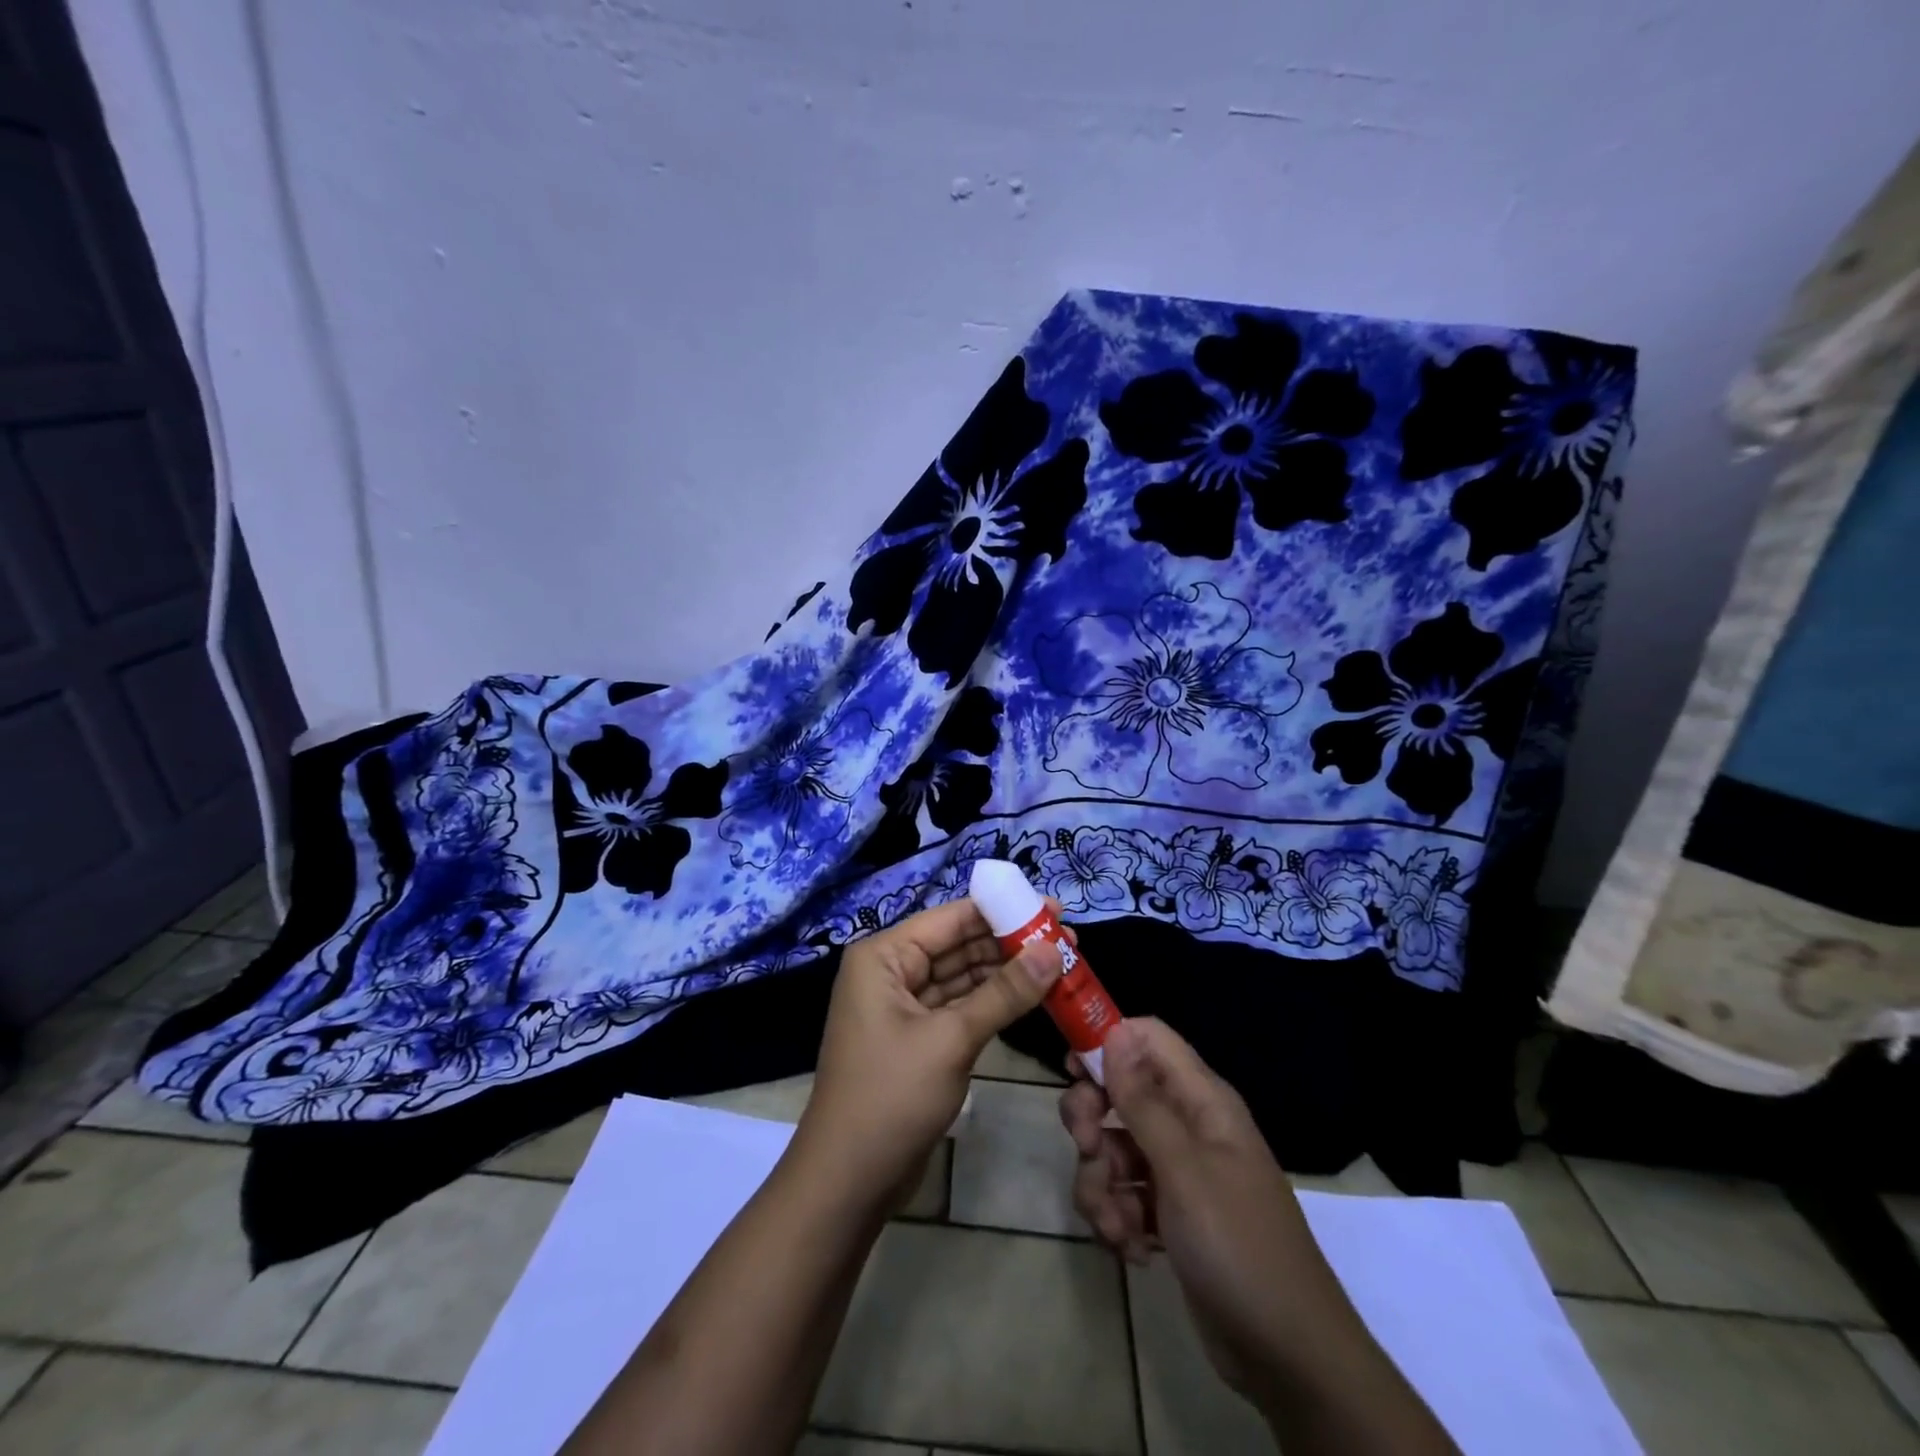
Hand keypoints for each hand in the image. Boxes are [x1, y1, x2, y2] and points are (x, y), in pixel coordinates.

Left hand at [796, 899, 1060, 1207]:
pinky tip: (1033, 998)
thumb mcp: (952, 1040)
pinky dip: (993, 1003)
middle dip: (1010, 943)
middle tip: (1068, 940)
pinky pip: (960, 1007)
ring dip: (1007, 973)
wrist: (847, 1183)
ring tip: (1061, 965)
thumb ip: (1004, 993)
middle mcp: (891, 972)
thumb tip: (1054, 950)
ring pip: (963, 977)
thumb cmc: (891, 1097)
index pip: (951, 918)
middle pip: (958, 945)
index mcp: (884, 956)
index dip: (1004, 911)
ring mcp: (904, 1006)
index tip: (1053, 908)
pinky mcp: (918, 1038)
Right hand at [1061, 1018, 1334, 1400]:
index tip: (1072, 1070)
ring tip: (1116, 1226)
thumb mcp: (1183, 1168)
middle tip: (1087, 1149)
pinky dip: (1117, 1216)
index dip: (1107, 1042)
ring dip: (1100, 1183)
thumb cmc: (1237, 1245)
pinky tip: (1132, 1250)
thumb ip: (1142, 1099)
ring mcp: (1178, 1170)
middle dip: (1092, 1119)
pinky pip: (1123, 1192)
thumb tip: (1115, 1030)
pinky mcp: (1168, 1212)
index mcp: (1201, 1099)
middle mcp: (1188, 1124)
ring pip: (1113, 1147)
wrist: (1288, 1357)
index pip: (1147, 1039)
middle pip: (1120, 1091)